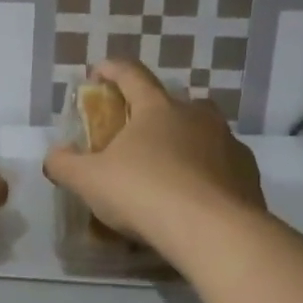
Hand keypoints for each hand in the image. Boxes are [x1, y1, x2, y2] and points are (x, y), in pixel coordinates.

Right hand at [43, 59, 266, 261]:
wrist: (213, 232)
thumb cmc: (144, 193)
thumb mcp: (89, 181)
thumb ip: (65, 164)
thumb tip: (54, 155)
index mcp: (157, 109)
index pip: (131, 75)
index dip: (112, 70)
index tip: (98, 72)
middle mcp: (197, 117)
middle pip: (174, 102)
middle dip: (155, 111)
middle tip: (138, 134)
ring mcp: (228, 143)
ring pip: (203, 133)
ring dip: (185, 143)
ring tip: (168, 171)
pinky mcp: (248, 174)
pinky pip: (222, 166)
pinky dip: (207, 174)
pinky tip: (195, 198)